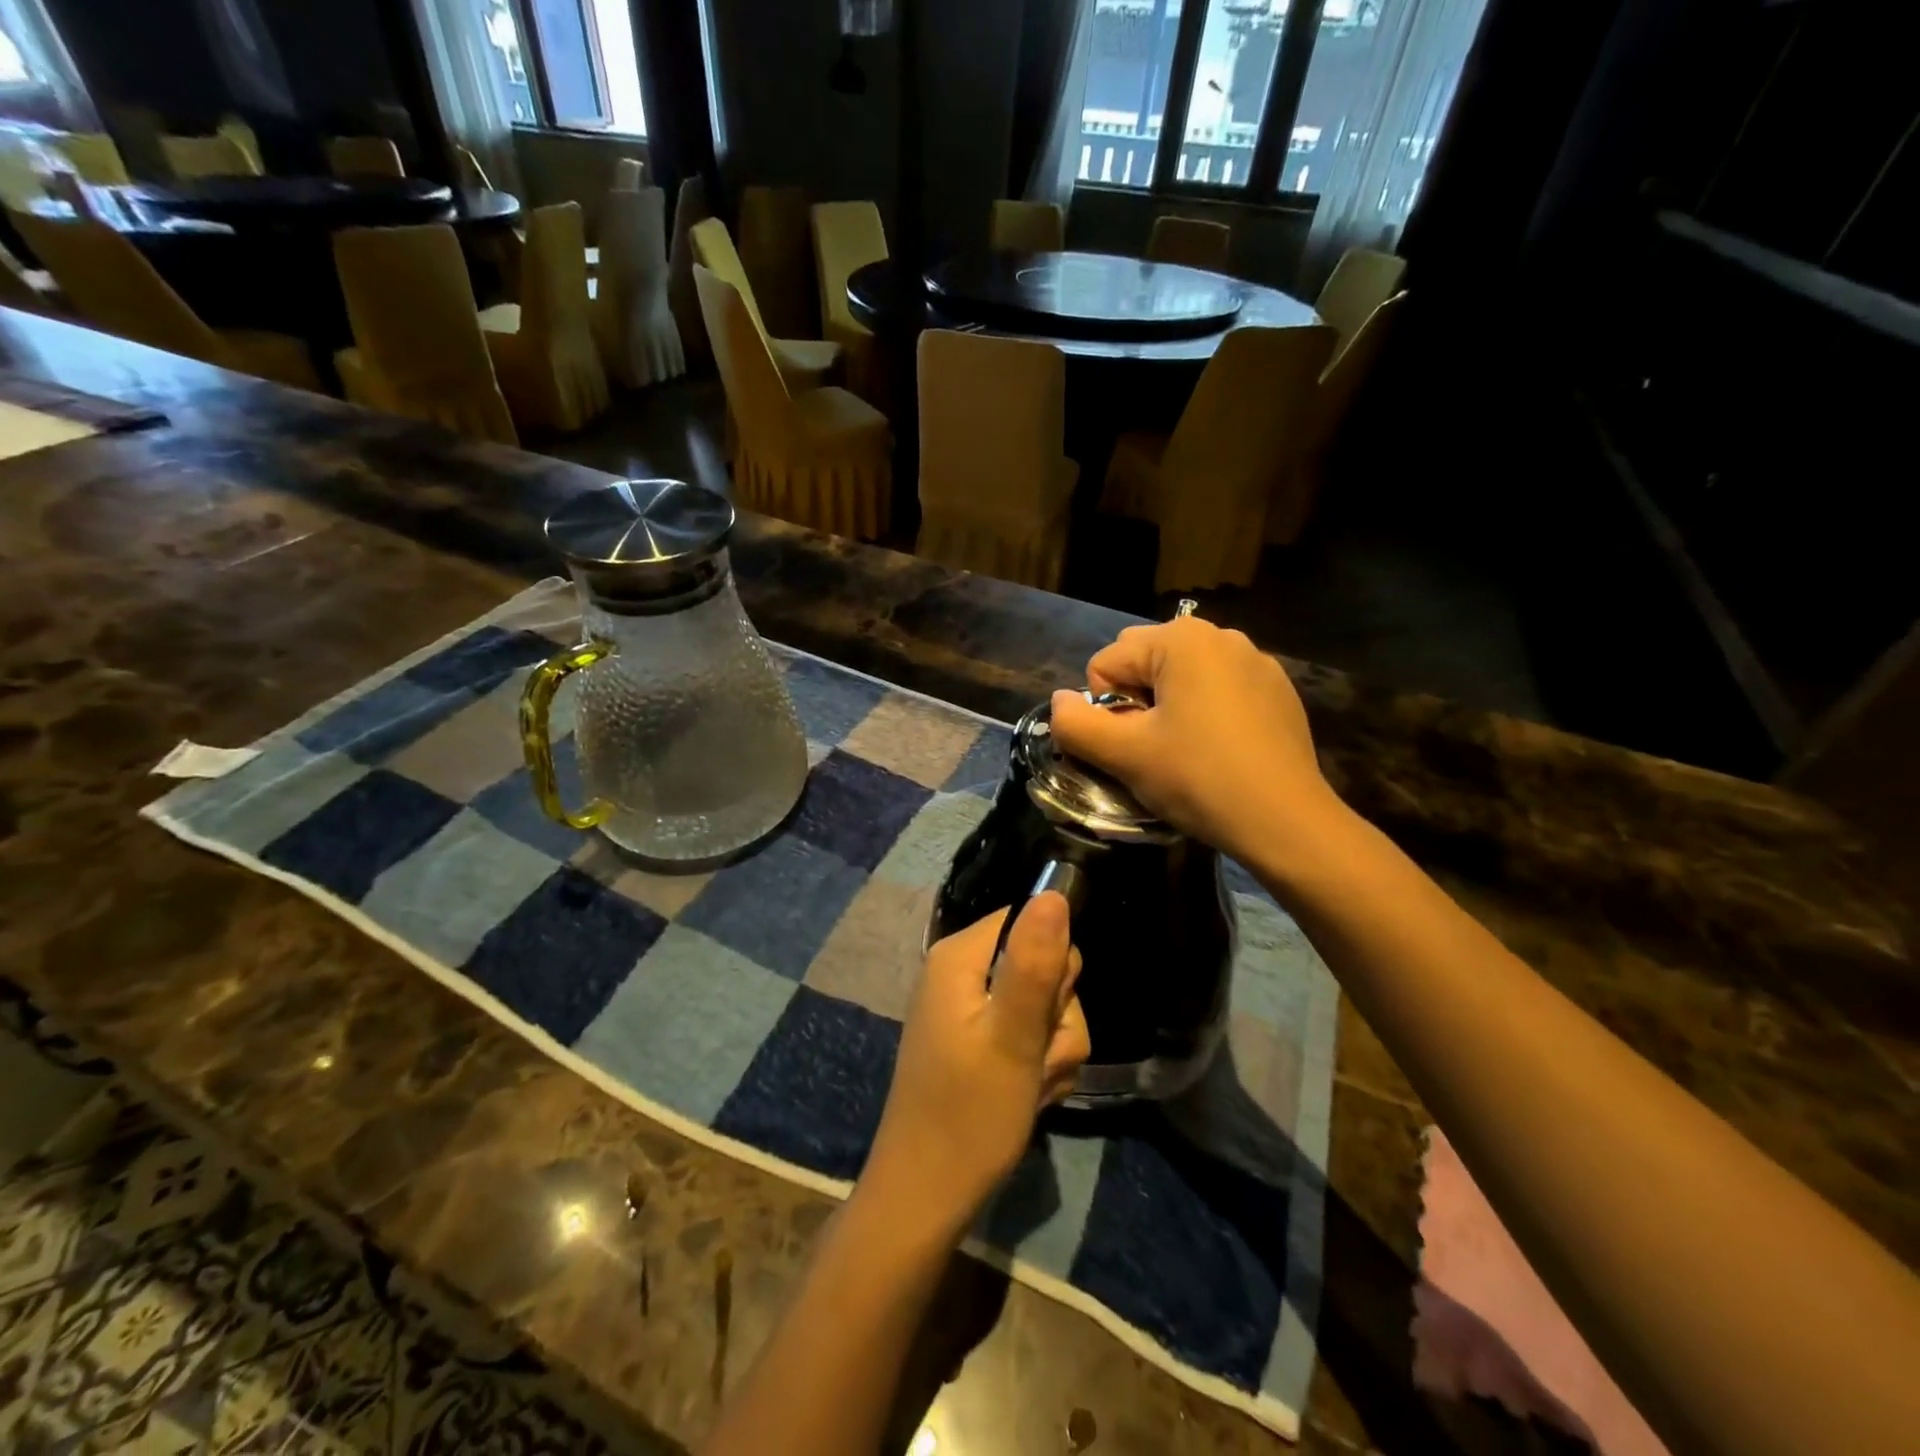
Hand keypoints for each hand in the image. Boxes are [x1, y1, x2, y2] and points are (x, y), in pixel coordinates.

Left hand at [863, 893, 1089, 1232]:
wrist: (927, 1195)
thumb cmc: (968, 1113)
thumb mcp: (1011, 1037)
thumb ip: (1034, 964)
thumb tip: (1054, 893)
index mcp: (960, 956)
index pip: (1030, 920)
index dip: (1052, 963)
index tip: (1045, 1009)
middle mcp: (963, 974)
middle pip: (1043, 965)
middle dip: (1056, 1016)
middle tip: (1035, 1056)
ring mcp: (971, 1012)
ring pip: (1046, 1008)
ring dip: (1052, 1050)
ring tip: (1029, 1085)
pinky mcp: (981, 1045)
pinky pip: (1032, 1039)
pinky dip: (1040, 1068)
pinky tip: (1028, 1096)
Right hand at [1049, 618, 1342, 869]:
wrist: (1286, 821)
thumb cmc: (1199, 779)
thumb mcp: (1125, 755)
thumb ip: (1075, 724)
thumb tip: (1059, 702)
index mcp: (1181, 639)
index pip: (1106, 663)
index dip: (1105, 710)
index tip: (1132, 747)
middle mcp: (1221, 635)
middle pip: (1144, 662)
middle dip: (1135, 701)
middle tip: (1153, 748)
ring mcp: (1256, 661)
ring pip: (1181, 677)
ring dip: (1168, 707)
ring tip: (1185, 752)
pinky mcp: (1277, 690)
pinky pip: (1218, 690)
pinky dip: (1205, 712)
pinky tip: (1220, 751)